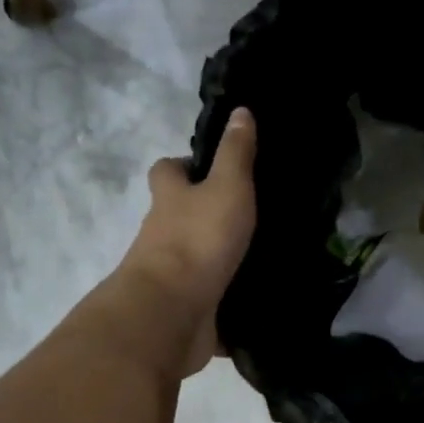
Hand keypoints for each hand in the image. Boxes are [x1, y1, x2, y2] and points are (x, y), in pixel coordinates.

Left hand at [119, 109, 257, 376]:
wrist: (171, 311)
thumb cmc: (198, 239)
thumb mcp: (227, 187)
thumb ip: (236, 154)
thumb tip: (240, 111)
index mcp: (169, 198)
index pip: (168, 170)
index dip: (185, 165)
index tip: (213, 169)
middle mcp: (162, 234)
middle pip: (178, 216)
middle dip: (204, 215)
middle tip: (247, 216)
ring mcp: (171, 274)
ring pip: (194, 259)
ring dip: (217, 259)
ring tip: (261, 257)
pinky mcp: (184, 309)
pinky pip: (207, 300)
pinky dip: (225, 302)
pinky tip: (254, 301)